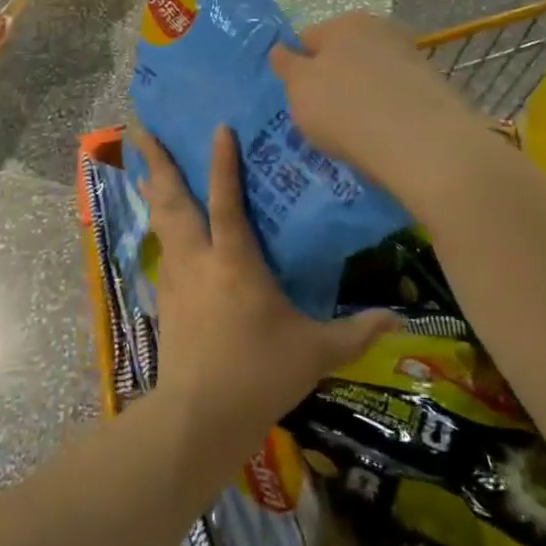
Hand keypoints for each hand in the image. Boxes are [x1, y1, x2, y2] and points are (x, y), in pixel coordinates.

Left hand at [138, 127, 393, 443]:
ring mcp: (176, 278)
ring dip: (154, 188)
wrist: (198, 419)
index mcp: (235, 262)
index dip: (223, 162)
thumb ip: (357, 332)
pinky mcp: (165, 299)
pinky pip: (161, 248)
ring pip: (160, 221)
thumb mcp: (316, 353)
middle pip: (174, 200)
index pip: (228, 200)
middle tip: (145, 129)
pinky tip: (161, 226)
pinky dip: (159, 225)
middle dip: (160, 162)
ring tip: (146, 164)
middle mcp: (199, 260)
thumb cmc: (258, 375)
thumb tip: (400, 320)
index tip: (218, 126)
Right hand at [268, 13, 483, 201]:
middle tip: (323, 118)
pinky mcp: (433, 85)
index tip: (296, 99)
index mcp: (343, 23)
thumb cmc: (346, 110)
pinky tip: (384, 136)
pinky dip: (388, 110)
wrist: (423, 142)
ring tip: (355, 132)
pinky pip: (396, 95)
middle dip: (332, 80)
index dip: (296, 68)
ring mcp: (410, 56)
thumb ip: (287, 66)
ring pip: (371, 75)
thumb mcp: (300, 90)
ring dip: (361, 95)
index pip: (306, 39)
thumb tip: (281, 50)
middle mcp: (379, 29)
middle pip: (342, 55)